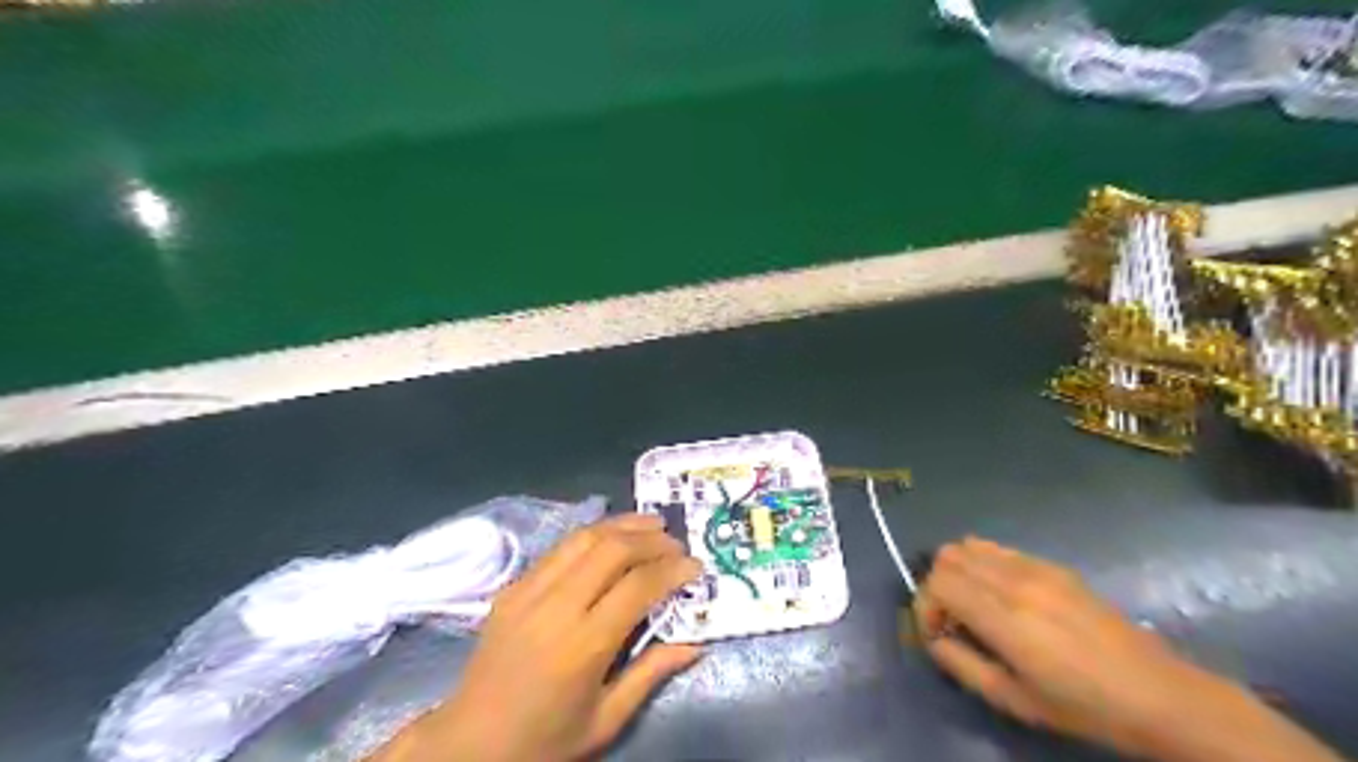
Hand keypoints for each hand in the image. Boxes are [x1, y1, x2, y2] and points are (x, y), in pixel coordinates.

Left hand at [375, 512, 706, 761]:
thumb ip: (651, 674)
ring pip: (583, 538)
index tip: (695, 566)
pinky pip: (559, 548)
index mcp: (583, 646)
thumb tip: (695, 645)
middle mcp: (555, 609)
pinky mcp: (512, 587)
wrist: (469, 743)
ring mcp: (528, 592)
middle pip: (611, 550)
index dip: (672, 569)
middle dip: (651, 540)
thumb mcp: (606, 720)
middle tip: (677, 544)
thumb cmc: (545, 740)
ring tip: (652, 524)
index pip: (637, 587)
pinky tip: (611, 535)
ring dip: (623, 525)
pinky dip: (593, 534)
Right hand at [910, 538, 1345, 757]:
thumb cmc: (1081, 705)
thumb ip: (961, 664)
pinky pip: (997, 547)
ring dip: (957, 571)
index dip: (924, 607)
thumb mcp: (1013, 700)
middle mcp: (1014, 581)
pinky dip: (981, 562)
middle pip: (947, 557)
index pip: (937, 583)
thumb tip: (933, 639)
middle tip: (951, 619)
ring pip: (968, 545)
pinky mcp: (1052, 564)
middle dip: (936, 586)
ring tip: (972, 603)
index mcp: (1005, 618)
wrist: (1156, 693)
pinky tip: (999, 593)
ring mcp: (1035, 567)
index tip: (935, 633)